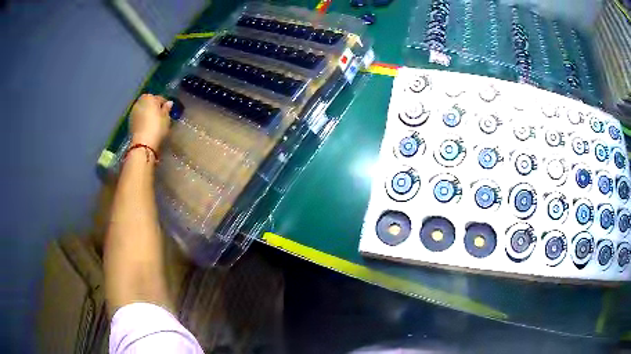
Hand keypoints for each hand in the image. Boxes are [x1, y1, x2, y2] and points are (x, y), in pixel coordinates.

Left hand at [129, 94, 172, 148]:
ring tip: (153, 122)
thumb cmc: (157, 128)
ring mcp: (133, 111)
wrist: (142, 143)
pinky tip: (147, 126)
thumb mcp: (166, 118)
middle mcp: (140, 101)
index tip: (168, 112)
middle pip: (149, 102)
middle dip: (154, 107)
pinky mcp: (130, 121)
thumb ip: (167, 109)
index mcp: (150, 97)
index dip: (165, 105)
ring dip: (147, 113)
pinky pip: (139, 117)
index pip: (160, 98)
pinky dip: (142, 119)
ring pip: (143, 109)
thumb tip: (169, 103)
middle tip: (160, 116)